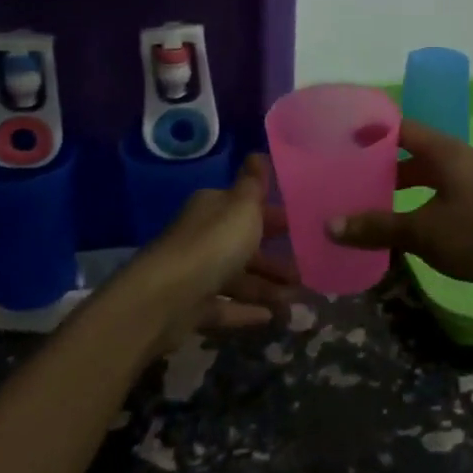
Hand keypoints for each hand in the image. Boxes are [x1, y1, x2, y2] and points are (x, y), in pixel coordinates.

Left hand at [134, 154, 296, 350]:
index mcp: (213, 208)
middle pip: (244, 245)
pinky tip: (271, 318)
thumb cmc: (213, 244)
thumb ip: (253, 184)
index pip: (247, 207)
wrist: (166, 297)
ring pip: (238, 278)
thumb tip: (258, 153)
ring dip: (267, 288)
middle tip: (306, 272)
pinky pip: (226, 307)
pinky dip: (246, 311)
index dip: (274, 216)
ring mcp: (196, 273)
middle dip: (275, 258)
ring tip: (296, 300)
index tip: (303, 229)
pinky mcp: (192, 307)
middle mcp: (203, 236)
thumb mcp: (242, 207)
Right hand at [327, 119, 472, 284]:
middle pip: (409, 153)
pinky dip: (416, 205)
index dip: (369, 131)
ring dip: (398, 188)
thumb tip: (330, 225)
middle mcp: (455, 158)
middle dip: (378, 165)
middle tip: (346, 178)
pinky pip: (438, 196)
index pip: (397, 127)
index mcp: (441, 151)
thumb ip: (377, 227)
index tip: (339, 141)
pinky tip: (403, 229)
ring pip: (424, 177)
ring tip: (367, 204)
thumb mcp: (423, 232)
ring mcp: (471, 181)